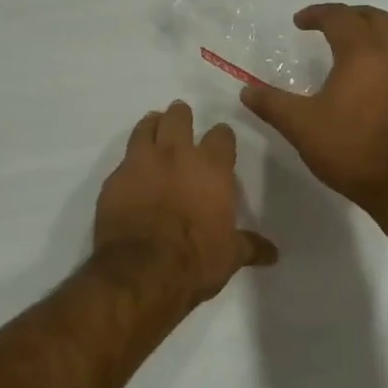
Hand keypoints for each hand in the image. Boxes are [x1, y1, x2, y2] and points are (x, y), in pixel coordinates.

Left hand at [93, 100, 278, 305]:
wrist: (141, 270)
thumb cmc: (195, 260)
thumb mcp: (230, 256)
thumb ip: (249, 247)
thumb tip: (273, 253)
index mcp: (212, 168)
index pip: (221, 136)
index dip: (222, 137)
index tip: (221, 140)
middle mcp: (177, 155)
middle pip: (179, 119)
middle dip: (181, 116)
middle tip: (182, 117)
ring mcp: (141, 163)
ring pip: (146, 128)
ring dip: (152, 125)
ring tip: (154, 125)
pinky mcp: (114, 179)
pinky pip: (123, 159)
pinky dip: (130, 160)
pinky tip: (131, 169)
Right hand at [241, 3, 387, 216]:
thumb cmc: (354, 150)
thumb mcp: (302, 128)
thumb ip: (273, 105)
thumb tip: (246, 90)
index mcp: (362, 52)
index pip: (339, 17)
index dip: (317, 14)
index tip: (300, 22)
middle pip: (374, 18)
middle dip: (349, 16)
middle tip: (330, 26)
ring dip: (378, 30)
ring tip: (362, 44)